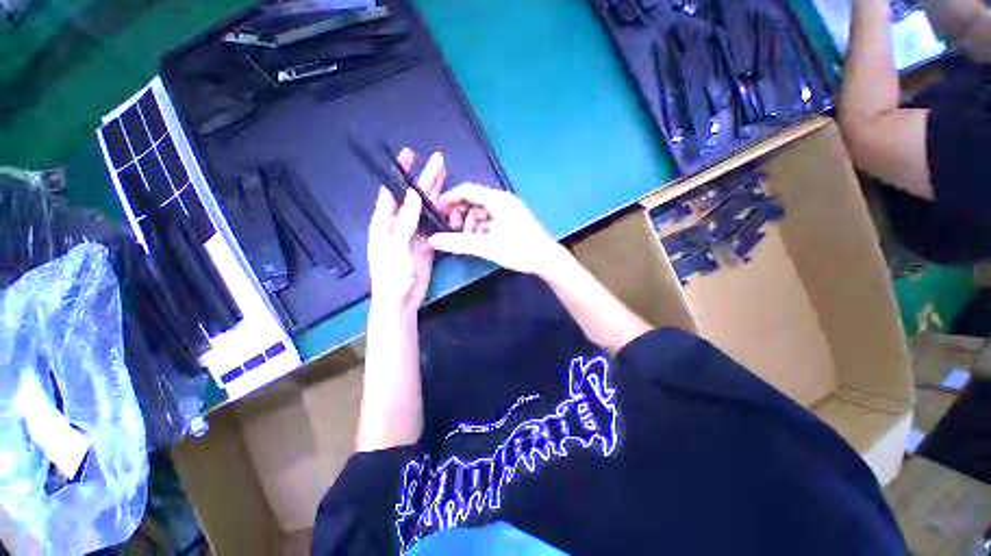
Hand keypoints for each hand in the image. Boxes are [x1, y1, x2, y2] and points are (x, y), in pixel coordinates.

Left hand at [367, 149, 445, 313]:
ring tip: (447, 177)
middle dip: (424, 179)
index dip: (400, 173)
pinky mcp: (425, 244)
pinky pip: (434, 226)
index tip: (409, 154)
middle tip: (439, 161)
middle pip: (412, 198)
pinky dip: (442, 216)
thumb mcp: (396, 246)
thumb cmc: (392, 274)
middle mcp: (398, 225)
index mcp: (384, 222)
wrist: (401, 300)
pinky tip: (450, 206)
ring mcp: (413, 234)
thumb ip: (405, 220)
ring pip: (425, 210)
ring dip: (435, 194)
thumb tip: (412, 194)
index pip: (391, 191)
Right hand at [428, 184, 564, 275]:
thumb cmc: (518, 249)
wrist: (546, 259)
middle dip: (461, 214)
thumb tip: (433, 240)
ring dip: (471, 223)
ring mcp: (509, 210)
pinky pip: (491, 219)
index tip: (437, 209)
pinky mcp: (513, 220)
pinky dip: (482, 228)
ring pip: (482, 212)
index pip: (467, 190)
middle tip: (453, 229)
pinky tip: (481, 241)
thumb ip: (458, 243)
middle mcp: (503, 200)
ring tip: (468, 239)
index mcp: (497, 200)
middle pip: (474, 201)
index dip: (450, 198)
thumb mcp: (486, 246)